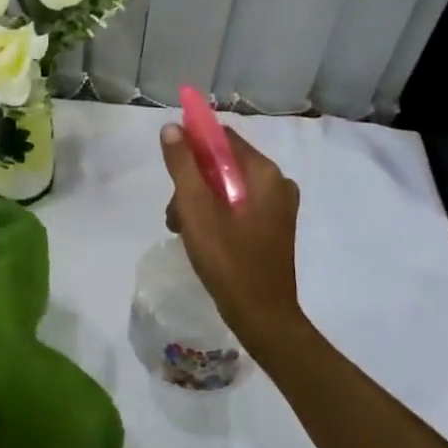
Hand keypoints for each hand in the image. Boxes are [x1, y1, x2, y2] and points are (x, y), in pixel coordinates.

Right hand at [160, 122, 303, 350]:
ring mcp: (277, 206)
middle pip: (223, 163)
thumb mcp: (197, 209)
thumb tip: (172, 128)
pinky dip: (215, 213)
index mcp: (264, 173)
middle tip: (174, 212)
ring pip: (227, 186)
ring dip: (200, 200)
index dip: (193, 144)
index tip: (170, 166)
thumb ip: (183, 165)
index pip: (222, 138)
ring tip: (180, 229)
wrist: (263, 319)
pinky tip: (199, 236)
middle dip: (193, 181)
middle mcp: (276, 183)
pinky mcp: (273, 226)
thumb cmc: (229, 260)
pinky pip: (238, 205)